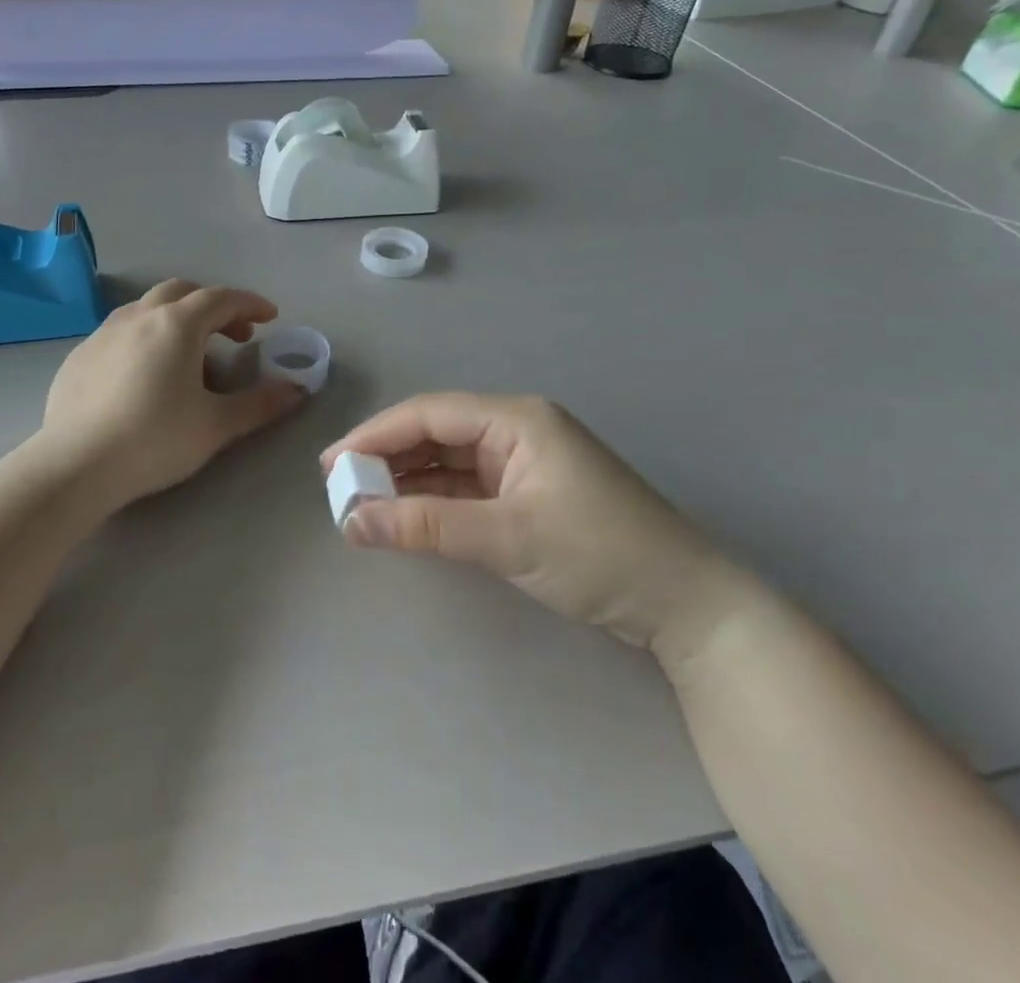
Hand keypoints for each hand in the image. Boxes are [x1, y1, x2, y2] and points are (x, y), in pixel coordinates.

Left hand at [40, 280, 303, 514]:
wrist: (75, 465)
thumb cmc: (155, 440)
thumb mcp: (216, 425)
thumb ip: (260, 404)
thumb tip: (297, 390)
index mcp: (176, 324)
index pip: (222, 298)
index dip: (251, 303)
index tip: (270, 317)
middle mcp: (139, 316)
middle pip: (182, 292)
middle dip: (213, 306)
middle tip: (234, 335)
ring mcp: (103, 333)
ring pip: (147, 308)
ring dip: (177, 319)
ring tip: (190, 355)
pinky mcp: (79, 356)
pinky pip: (121, 332)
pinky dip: (145, 338)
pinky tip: (144, 374)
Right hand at [324, 393, 741, 649]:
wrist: (688, 605)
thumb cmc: (600, 555)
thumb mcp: (508, 538)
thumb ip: (426, 526)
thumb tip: (351, 520)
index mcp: (516, 418)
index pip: (429, 414)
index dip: (375, 435)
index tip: (331, 465)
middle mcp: (516, 429)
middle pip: (436, 432)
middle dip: (386, 456)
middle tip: (339, 486)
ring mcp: (523, 462)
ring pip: (448, 459)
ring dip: (406, 479)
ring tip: (361, 502)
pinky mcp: (528, 493)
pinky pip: (466, 486)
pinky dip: (433, 499)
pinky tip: (404, 514)